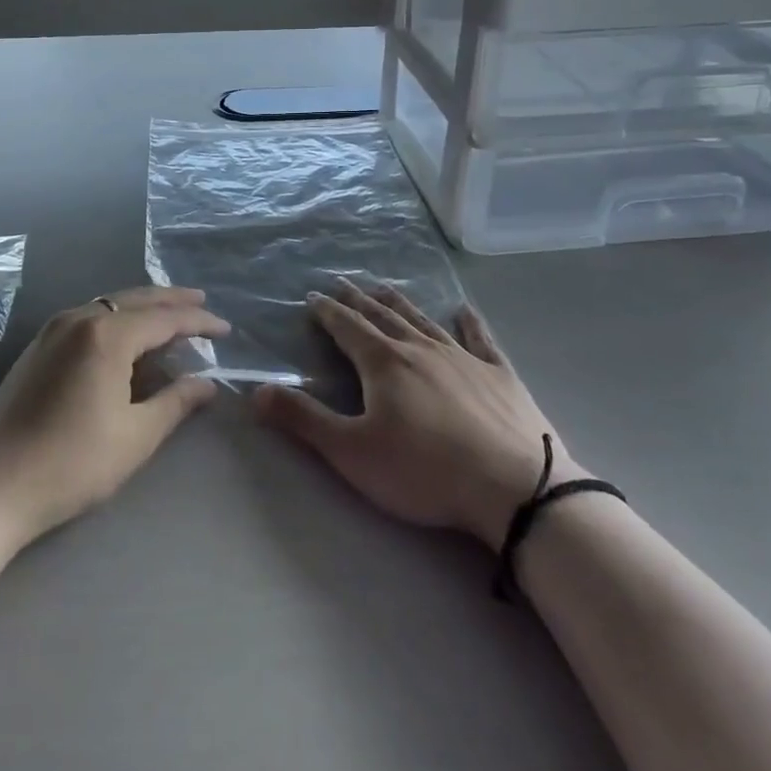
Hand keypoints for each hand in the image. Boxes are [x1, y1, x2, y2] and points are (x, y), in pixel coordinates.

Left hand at [0, 287, 227, 545]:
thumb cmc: (71, 464)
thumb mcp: (135, 436)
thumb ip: (176, 402)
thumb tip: (207, 383)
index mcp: (106, 334)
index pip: (164, 318)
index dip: (199, 324)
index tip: (226, 330)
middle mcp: (78, 319)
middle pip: (135, 300)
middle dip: (172, 302)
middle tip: (202, 305)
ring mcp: (52, 330)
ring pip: (109, 306)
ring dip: (143, 309)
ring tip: (170, 319)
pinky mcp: (37, 348)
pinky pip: (89, 318)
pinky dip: (117, 320)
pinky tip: (126, 339)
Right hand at [255, 279, 582, 551]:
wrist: (513, 487)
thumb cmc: (424, 471)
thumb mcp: (351, 452)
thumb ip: (303, 419)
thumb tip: (256, 390)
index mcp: (383, 363)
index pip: (347, 327)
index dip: (327, 312)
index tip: (313, 297)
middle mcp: (420, 348)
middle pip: (383, 316)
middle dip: (359, 300)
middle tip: (344, 283)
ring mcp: (463, 358)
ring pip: (423, 321)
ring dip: (401, 303)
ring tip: (385, 287)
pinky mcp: (499, 375)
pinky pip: (481, 340)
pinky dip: (470, 323)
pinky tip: (465, 310)